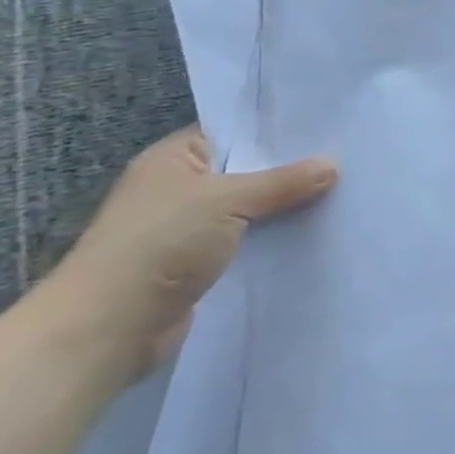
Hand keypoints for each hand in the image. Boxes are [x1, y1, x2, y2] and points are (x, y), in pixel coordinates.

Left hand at [35, 127, 335, 380]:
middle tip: (346, 158)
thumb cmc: (158, 244)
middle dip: (291, 169)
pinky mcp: (199, 264)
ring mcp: (187, 228)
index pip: (233, 131)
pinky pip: (249, 240)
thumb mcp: (228, 200)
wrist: (107, 328)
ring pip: (251, 208)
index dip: (276, 128)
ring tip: (343, 192)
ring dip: (286, 207)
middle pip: (248, 170)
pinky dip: (275, 238)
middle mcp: (179, 188)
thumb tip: (333, 165)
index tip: (326, 126)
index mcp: (174, 158)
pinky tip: (315, 232)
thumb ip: (283, 182)